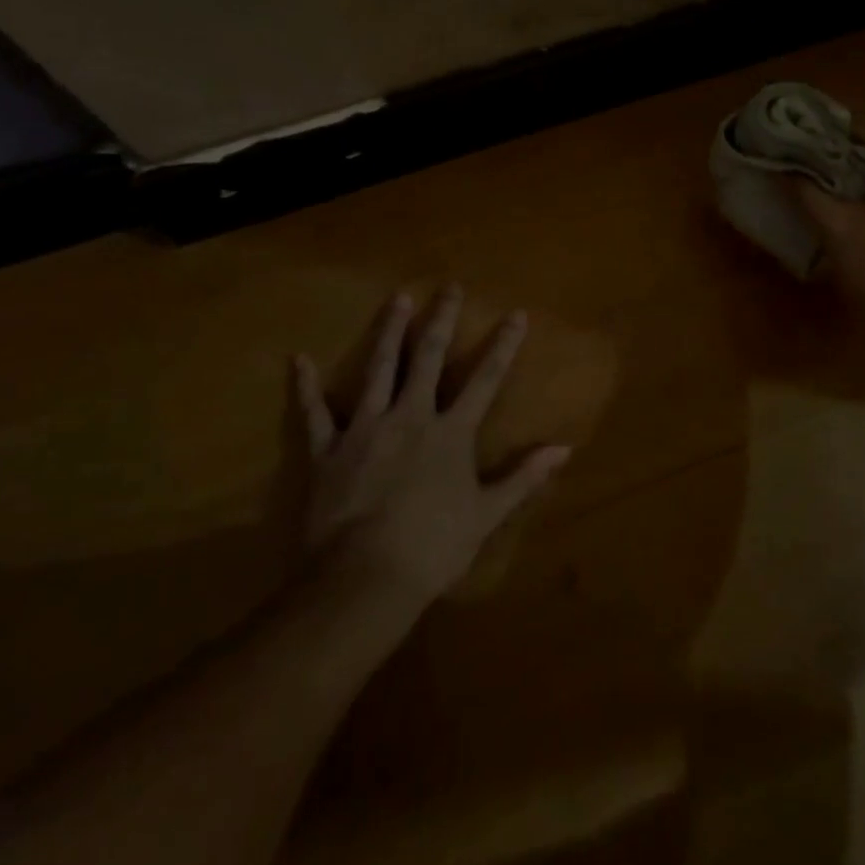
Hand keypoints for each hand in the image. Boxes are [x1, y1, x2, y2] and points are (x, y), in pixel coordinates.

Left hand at [292, 287, 569, 602]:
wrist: (365, 577)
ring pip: (379, 369)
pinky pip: (314, 412)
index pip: (485, 379)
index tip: (515, 314)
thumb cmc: (433, 547)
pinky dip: (306, 386)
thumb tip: (564, 449)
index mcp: (451, 432)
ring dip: (388, 332)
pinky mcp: (328, 448)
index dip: (503, 345)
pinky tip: (299, 359)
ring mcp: (366, 428)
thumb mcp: (487, 514)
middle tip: (449, 287)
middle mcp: (411, 417)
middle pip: (429, 358)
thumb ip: (524, 477)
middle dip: (441, 320)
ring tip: (396, 299)